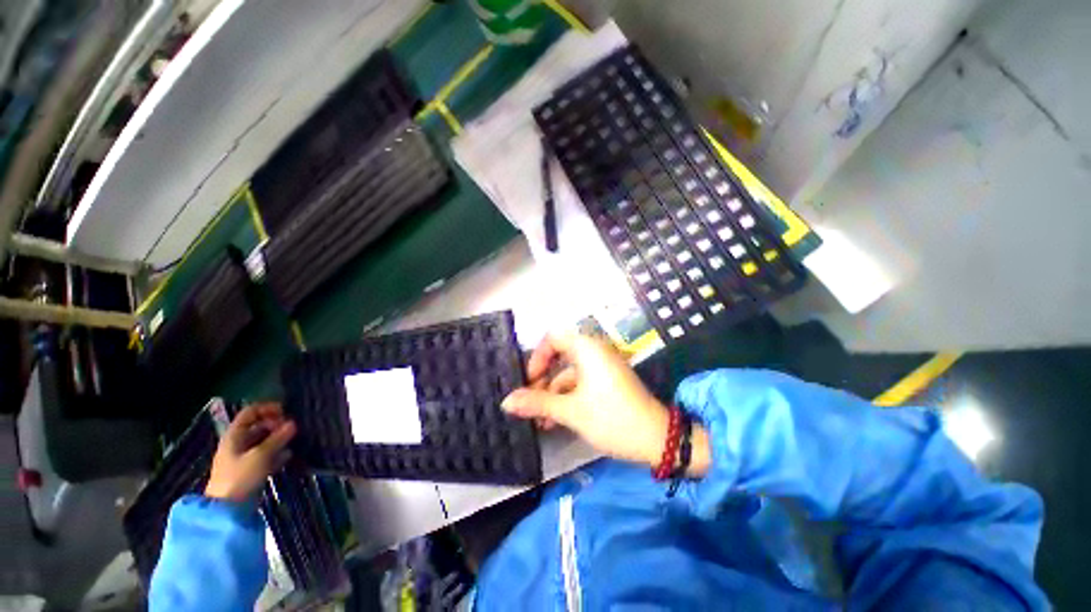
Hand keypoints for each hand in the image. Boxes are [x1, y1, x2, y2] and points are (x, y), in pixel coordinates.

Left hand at [205, 403, 295, 502]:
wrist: (227, 510)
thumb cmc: (240, 477)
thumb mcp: (260, 455)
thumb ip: (277, 438)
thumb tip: (293, 423)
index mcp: (234, 436)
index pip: (250, 412)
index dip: (267, 408)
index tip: (285, 411)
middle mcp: (238, 444)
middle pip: (258, 426)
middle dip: (276, 425)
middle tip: (292, 428)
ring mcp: (244, 458)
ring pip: (264, 442)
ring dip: (278, 439)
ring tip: (293, 440)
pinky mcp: (251, 470)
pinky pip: (266, 456)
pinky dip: (277, 454)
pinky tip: (288, 456)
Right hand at [501, 333, 670, 466]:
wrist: (657, 440)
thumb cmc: (612, 418)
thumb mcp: (571, 411)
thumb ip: (537, 403)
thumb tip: (506, 401)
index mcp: (587, 348)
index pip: (553, 337)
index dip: (537, 356)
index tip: (529, 380)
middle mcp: (594, 352)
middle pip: (559, 357)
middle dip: (542, 380)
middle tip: (529, 402)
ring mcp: (602, 368)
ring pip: (568, 374)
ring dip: (552, 394)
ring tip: (539, 421)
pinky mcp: (606, 382)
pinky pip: (580, 383)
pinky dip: (566, 398)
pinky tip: (554, 422)